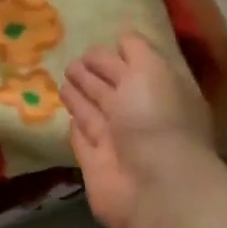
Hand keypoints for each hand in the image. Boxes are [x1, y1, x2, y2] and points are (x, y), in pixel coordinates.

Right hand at [64, 32, 220, 227]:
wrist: (154, 187)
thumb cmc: (156, 119)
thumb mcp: (152, 69)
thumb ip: (136, 50)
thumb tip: (120, 40)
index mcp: (162, 91)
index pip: (137, 66)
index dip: (118, 54)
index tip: (97, 42)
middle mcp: (142, 116)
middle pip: (113, 88)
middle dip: (94, 72)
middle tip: (74, 60)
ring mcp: (118, 142)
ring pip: (95, 111)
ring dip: (81, 95)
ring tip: (65, 77)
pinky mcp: (96, 164)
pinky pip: (82, 138)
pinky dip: (75, 125)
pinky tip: (66, 113)